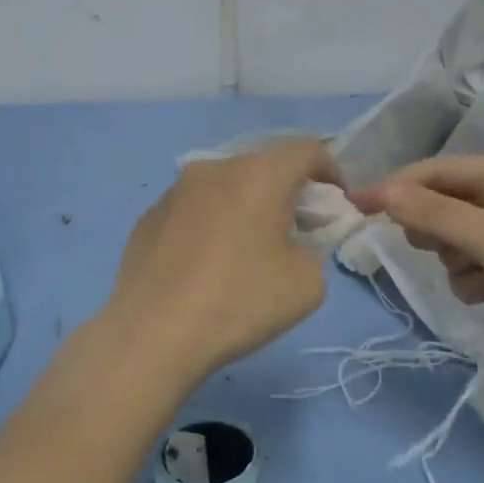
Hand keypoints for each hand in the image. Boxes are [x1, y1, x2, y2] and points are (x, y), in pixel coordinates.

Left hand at [101, 137, 339, 381]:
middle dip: (286, 191)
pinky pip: (192, 211)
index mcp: (258, 174)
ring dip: (244, 207)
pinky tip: (205, 266)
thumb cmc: (239, 300)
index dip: (330, 171)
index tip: (336, 204)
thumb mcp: (307, 283)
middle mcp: (213, 169)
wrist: (153, 333)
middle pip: (262, 167)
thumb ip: (312, 250)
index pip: (306, 150)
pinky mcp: (147, 218)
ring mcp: (174, 192)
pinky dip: (210, 225)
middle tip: (295, 229)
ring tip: (247, 250)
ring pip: (224, 187)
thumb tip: (289, 246)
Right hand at [350, 156, 483, 365]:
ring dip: (455, 259)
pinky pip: (477, 265)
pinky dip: (475, 279)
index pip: (436, 171)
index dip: (395, 187)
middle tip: (434, 249)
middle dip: (432, 228)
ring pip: (457, 238)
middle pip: (444, 203)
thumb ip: (435, 214)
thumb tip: (381, 190)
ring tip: (478, 277)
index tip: (356, 208)